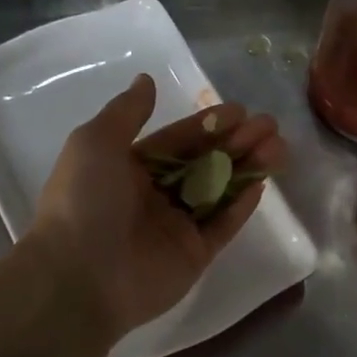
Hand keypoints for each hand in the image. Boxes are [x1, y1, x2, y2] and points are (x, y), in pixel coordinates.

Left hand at [28, 74, 285, 342]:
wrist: (78, 276)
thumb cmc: (84, 201)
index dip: (208, 124)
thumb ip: (127, 112)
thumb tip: (146, 80)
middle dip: (236, 142)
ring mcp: (175, 227)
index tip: (240, 111)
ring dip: (247, 168)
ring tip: (278, 149)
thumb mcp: (96, 143)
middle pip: (204, 162)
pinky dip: (240, 207)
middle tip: (270, 126)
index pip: (177, 140)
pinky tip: (261, 184)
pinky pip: (222, 226)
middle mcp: (153, 195)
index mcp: (129, 168)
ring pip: (219, 191)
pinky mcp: (192, 256)